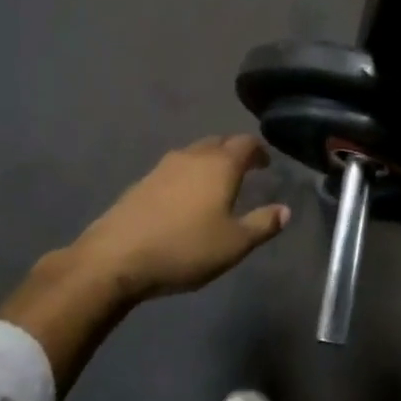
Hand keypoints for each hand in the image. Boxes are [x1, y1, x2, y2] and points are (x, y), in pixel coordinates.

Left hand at [0, 135, 289, 395]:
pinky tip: (184, 199)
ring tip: (215, 184)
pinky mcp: (141, 183)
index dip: (259, 151)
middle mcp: (192, 156)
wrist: (115, 258)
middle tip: (245, 170)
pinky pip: (173, 169)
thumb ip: (262, 225)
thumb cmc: (184, 249)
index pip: (246, 143)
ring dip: (208, 162)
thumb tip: (285, 210)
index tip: (266, 163)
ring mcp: (162, 167)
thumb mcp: (234, 244)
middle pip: (218, 142)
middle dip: (233, 152)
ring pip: (193, 154)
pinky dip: (186, 176)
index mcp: (219, 165)